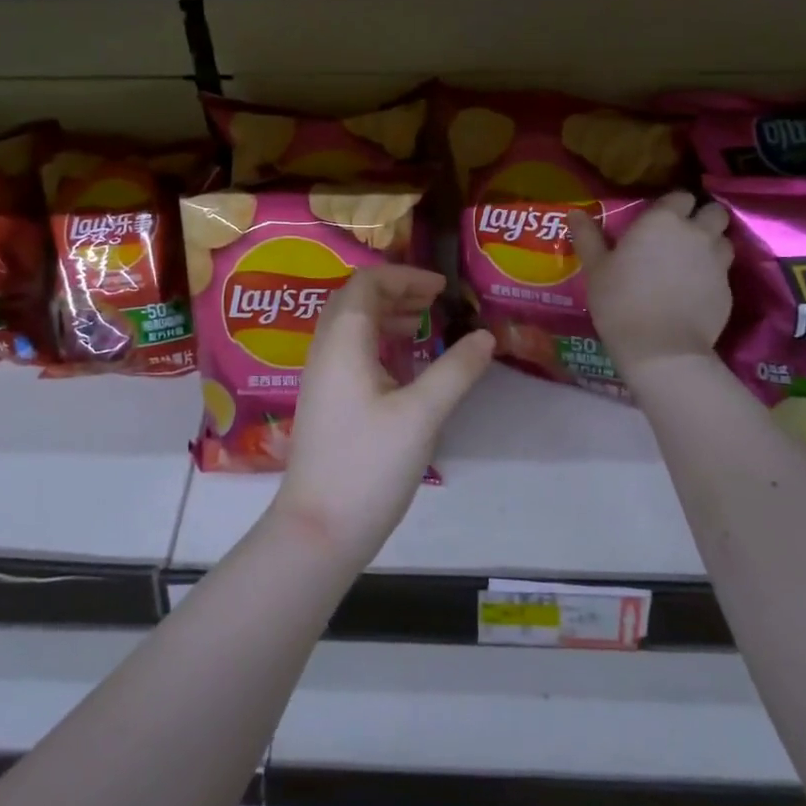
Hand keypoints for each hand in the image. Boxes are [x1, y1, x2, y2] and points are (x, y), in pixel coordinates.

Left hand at [271, 266, 494, 568]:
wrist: (319, 528)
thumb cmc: (369, 465)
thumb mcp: (422, 414)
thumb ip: (456, 370)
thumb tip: (486, 336)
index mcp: (343, 342)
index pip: (366, 283)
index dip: (404, 276)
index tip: (441, 287)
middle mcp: (325, 350)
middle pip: (355, 300)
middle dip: (395, 292)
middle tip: (435, 302)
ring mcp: (321, 377)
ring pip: (351, 327)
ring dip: (385, 315)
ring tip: (423, 325)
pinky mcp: (325, 402)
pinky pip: (349, 352)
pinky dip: (378, 343)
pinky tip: (403, 366)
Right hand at [570, 190, 733, 381]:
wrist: (660, 348)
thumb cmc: (620, 301)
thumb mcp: (596, 268)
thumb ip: (588, 237)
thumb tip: (574, 213)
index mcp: (663, 221)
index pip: (680, 196)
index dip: (672, 205)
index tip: (659, 219)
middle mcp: (696, 233)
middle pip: (714, 212)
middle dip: (703, 218)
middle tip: (683, 235)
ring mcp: (717, 261)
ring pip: (724, 240)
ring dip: (712, 244)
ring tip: (692, 261)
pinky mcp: (728, 289)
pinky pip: (724, 271)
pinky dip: (713, 275)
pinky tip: (694, 291)